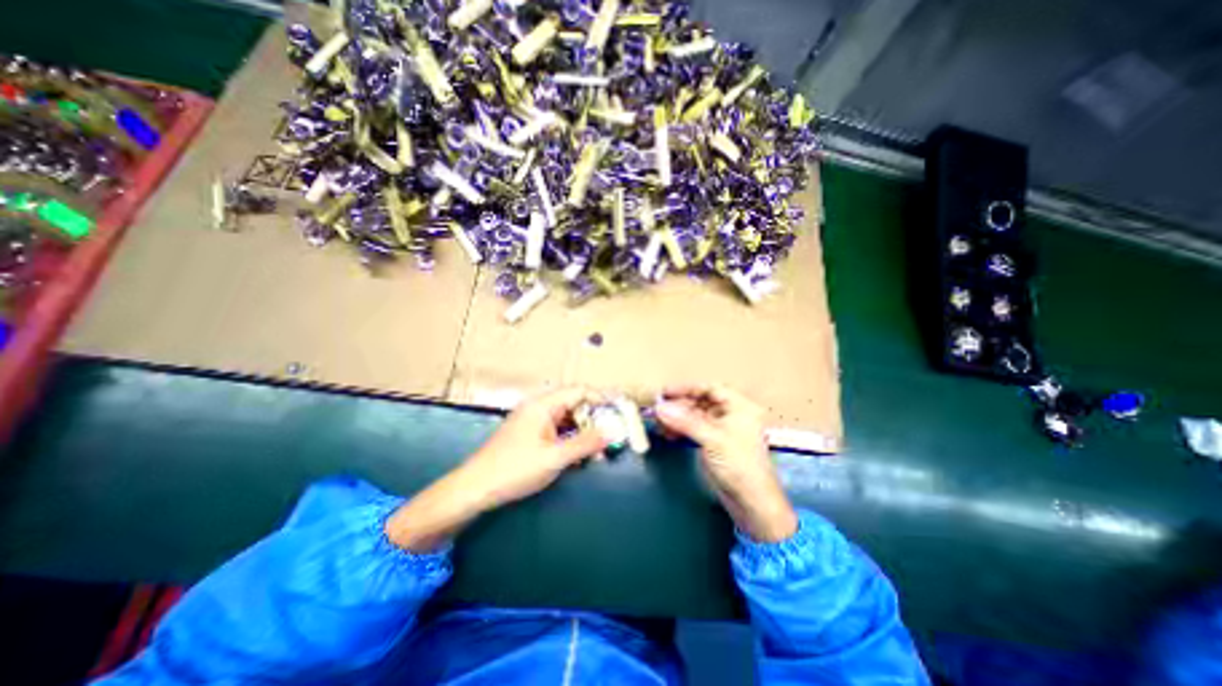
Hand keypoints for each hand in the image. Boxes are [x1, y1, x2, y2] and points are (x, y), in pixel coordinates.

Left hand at [386, 390, 604, 554]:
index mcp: (544, 404)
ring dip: (584, 432)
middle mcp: (540, 407)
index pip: (580, 391)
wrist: (475, 489)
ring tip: (598, 452)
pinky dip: (571, 439)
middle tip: (611, 438)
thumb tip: (612, 431)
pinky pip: (558, 430)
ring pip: (568, 418)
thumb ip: (585, 443)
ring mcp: (534, 420)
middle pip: (575, 404)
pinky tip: (579, 456)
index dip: (601, 398)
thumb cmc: (515, 469)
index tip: (619, 412)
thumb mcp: (555, 457)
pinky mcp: (531, 434)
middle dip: (595, 419)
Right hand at [653, 387, 797, 539]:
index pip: (710, 389)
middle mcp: (731, 415)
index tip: (666, 392)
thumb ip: (685, 421)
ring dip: (677, 418)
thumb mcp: (712, 439)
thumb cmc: (739, 464)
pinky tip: (667, 433)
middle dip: (679, 405)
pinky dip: (681, 430)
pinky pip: (694, 430)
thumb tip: (660, 408)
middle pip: (701, 402)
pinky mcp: (713, 444)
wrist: (751, 502)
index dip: (687, 388)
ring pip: (695, 417)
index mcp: (739, 407)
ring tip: (659, 422)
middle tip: (658, 408)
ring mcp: (722, 430)